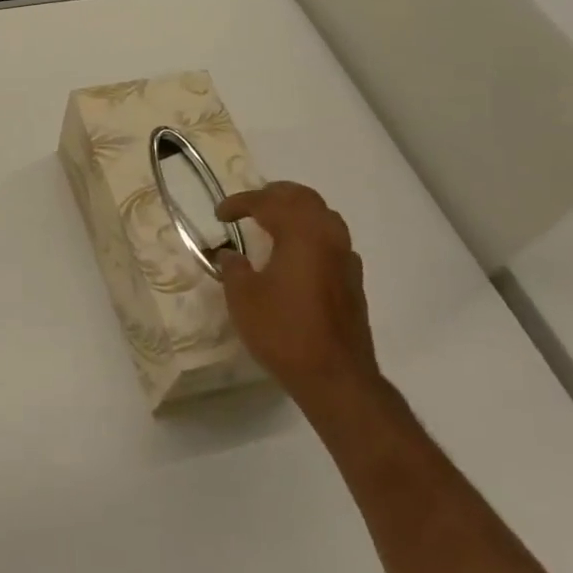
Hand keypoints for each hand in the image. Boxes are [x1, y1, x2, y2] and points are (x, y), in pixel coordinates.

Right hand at [216, 182, 379, 415]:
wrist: (335, 376)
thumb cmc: (283, 331)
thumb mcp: (243, 298)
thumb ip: (234, 268)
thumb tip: (230, 254)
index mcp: (300, 233)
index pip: (267, 202)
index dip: (239, 203)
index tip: (219, 214)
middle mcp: (328, 236)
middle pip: (303, 198)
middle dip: (274, 195)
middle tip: (249, 205)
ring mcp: (346, 258)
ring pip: (323, 216)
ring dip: (297, 211)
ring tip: (273, 222)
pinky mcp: (353, 280)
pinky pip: (333, 240)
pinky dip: (312, 234)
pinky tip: (298, 254)